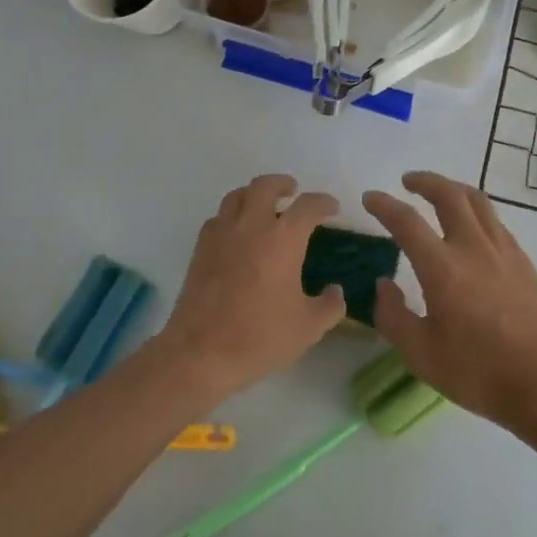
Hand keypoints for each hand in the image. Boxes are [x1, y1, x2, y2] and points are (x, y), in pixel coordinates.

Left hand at [156, 174, 345, 403]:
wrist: (200, 353)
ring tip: (264, 206)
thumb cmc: (260, 337)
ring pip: (237, 196)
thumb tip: (336, 291)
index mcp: (283, 239)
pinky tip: (238, 233)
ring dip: (254, 194)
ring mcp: (222, 234)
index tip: (332, 208)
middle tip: (293, 192)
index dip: (323, 203)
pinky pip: (218, 218)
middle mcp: (252, 226)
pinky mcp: (201, 249)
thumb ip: (330, 305)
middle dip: (283, 184)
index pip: (308, 206)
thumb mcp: (308, 328)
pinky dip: (232, 216)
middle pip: (266, 186)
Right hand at [363, 171, 536, 431]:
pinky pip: (495, 221)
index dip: (384, 205)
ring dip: (453, 188)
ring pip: (477, 201)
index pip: (406, 221)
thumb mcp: (420, 354)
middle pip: (448, 194)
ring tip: (439, 192)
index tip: (370, 198)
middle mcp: (473, 247)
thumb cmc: (477, 372)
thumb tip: (383, 285)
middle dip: (425, 181)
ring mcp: (503, 251)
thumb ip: (394, 316)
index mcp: (442, 268)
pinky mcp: (524, 261)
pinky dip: (476, 210)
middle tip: (407, 182)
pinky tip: (471, 227)